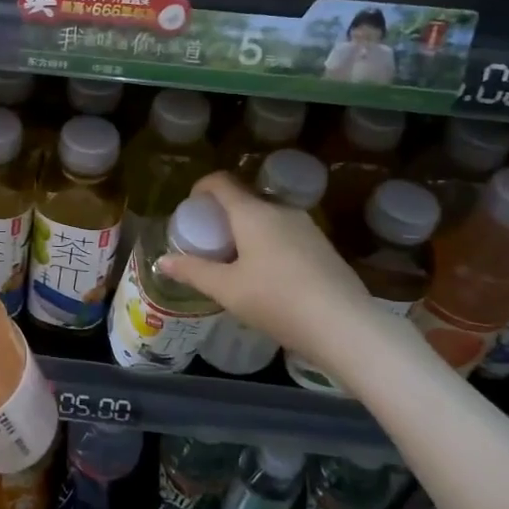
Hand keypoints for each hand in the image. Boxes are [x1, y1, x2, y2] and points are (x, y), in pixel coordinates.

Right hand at [157, 171, 371, 367]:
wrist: (345, 326)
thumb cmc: (277, 301)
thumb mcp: (227, 290)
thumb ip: (193, 272)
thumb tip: (162, 262)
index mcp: (253, 213)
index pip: (221, 182)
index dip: (201, 188)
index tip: (191, 208)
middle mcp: (281, 211)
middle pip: (245, 200)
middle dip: (223, 215)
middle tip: (209, 242)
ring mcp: (307, 227)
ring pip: (267, 218)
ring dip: (247, 231)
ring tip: (236, 262)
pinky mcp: (324, 247)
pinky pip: (286, 234)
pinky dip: (269, 244)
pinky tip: (268, 277)